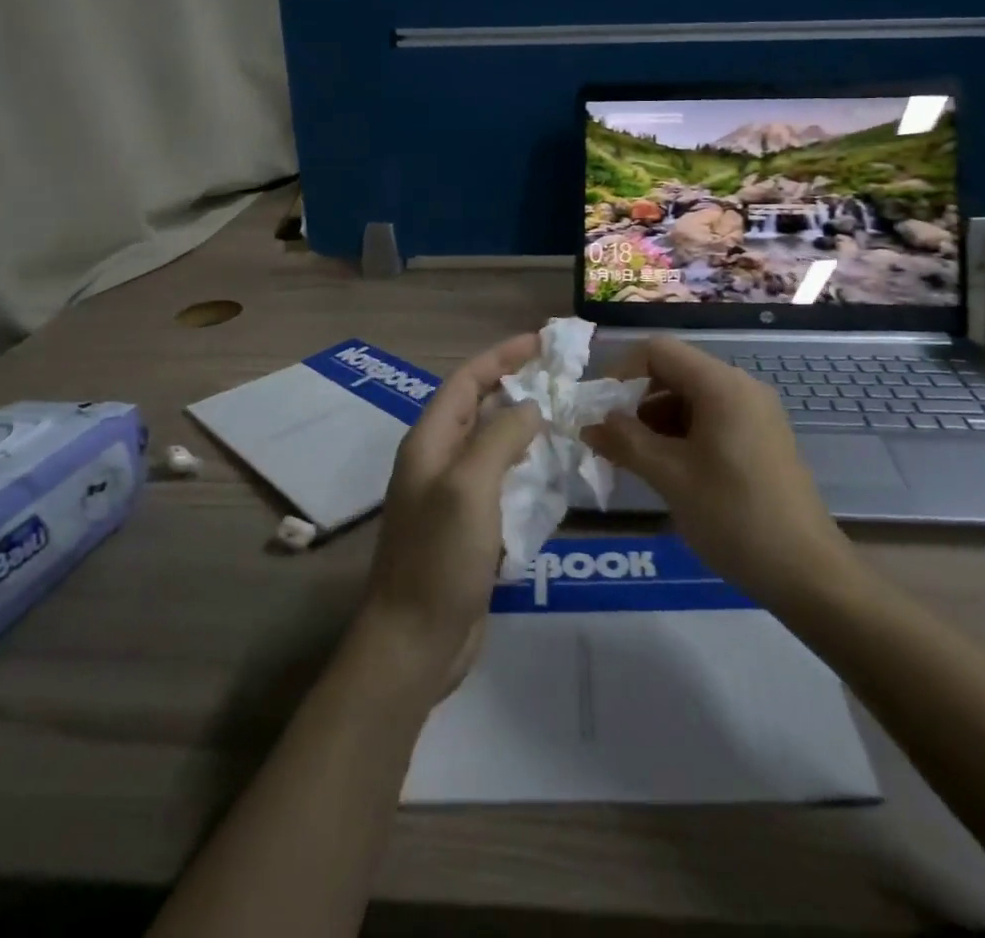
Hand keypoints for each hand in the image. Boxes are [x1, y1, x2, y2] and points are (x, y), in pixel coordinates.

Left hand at [357, 332, 541, 697]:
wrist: (415, 643)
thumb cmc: (439, 558)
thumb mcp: (469, 486)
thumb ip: (500, 438)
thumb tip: (530, 407)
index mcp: (430, 442)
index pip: (467, 380)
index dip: (502, 356)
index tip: (542, 341)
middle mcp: (439, 461)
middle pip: (481, 408)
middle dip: (519, 387)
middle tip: (564, 378)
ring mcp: (453, 496)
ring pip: (495, 445)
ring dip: (527, 428)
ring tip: (569, 419)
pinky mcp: (470, 527)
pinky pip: (503, 482)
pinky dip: (528, 469)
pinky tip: (557, 472)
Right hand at [585, 336, 851, 607]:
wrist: (806, 570)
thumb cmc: (733, 515)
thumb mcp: (670, 477)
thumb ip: (625, 442)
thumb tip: (589, 424)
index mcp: (721, 385)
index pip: (658, 351)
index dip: (621, 372)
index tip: (599, 410)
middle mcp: (740, 387)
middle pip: (675, 371)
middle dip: (636, 399)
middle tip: (611, 439)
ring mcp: (755, 412)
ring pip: (691, 397)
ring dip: (656, 420)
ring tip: (634, 460)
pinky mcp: (761, 437)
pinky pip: (711, 418)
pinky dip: (681, 434)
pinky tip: (667, 469)